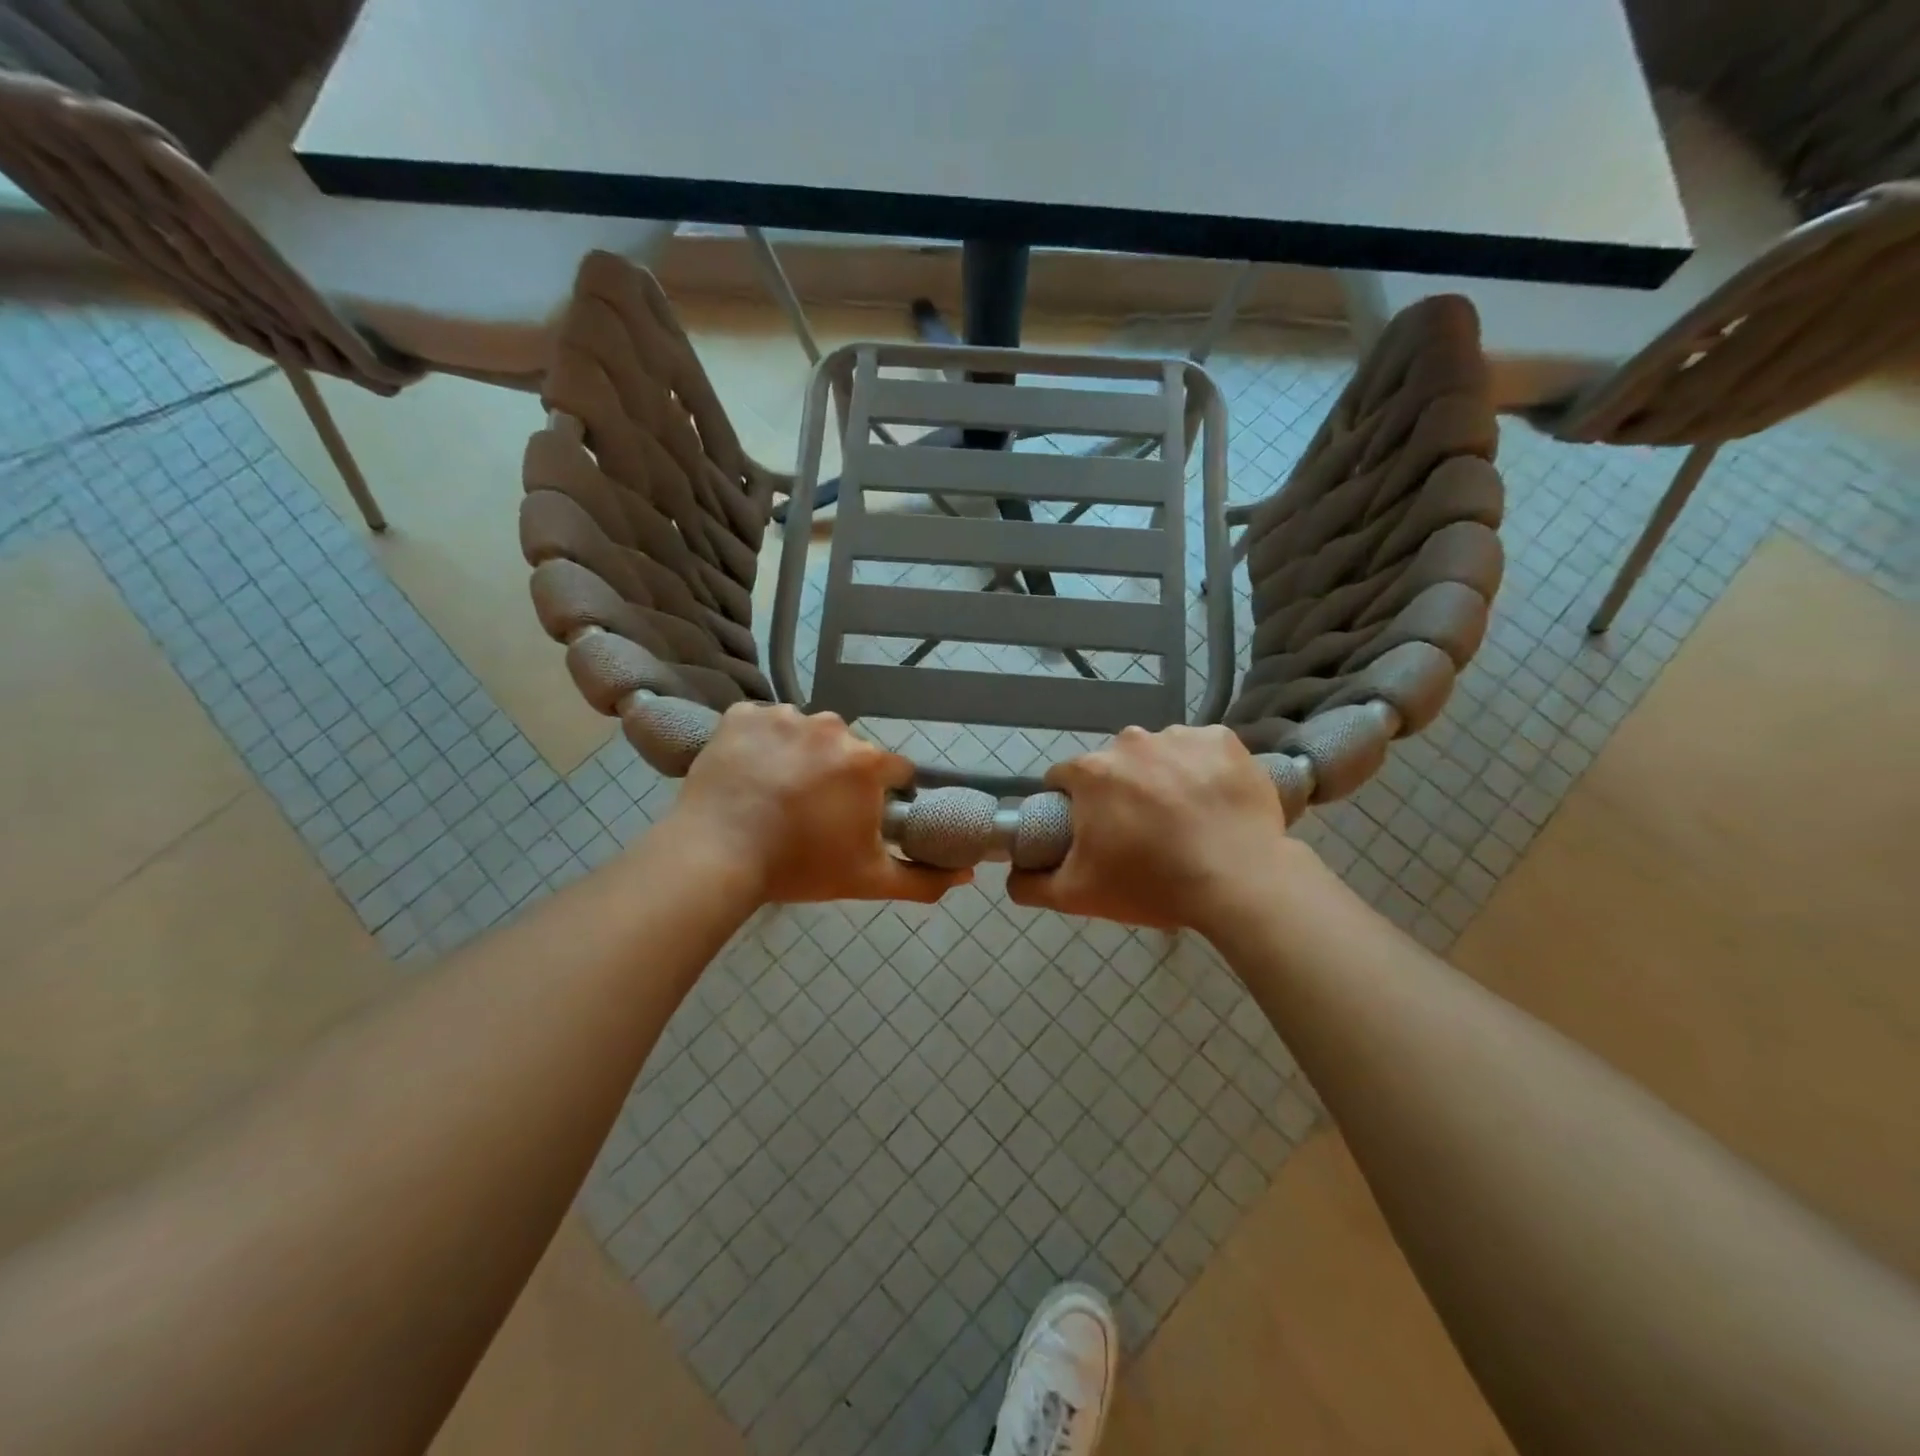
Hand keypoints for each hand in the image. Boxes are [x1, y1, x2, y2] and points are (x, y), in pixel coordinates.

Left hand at [668, 702, 969, 904]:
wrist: (716, 858)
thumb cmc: (799, 867)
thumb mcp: (868, 880)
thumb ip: (923, 879)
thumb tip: (966, 875)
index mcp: (866, 761)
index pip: (894, 770)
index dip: (883, 795)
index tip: (859, 818)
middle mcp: (831, 727)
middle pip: (848, 750)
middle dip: (838, 775)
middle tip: (811, 812)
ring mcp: (782, 716)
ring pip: (804, 734)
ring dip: (798, 756)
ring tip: (774, 794)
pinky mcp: (741, 715)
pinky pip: (762, 724)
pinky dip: (759, 743)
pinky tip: (748, 773)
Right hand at [1007, 724, 1306, 932]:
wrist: (1241, 882)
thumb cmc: (1153, 884)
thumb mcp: (1079, 895)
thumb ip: (1031, 885)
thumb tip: (1012, 874)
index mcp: (1091, 772)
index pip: (1064, 779)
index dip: (1072, 806)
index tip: (1093, 832)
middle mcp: (1130, 741)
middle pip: (1112, 765)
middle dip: (1119, 791)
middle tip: (1143, 832)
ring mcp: (1179, 736)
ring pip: (1157, 754)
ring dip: (1162, 777)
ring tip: (1185, 819)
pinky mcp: (1223, 739)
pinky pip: (1201, 749)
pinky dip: (1202, 769)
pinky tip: (1214, 801)